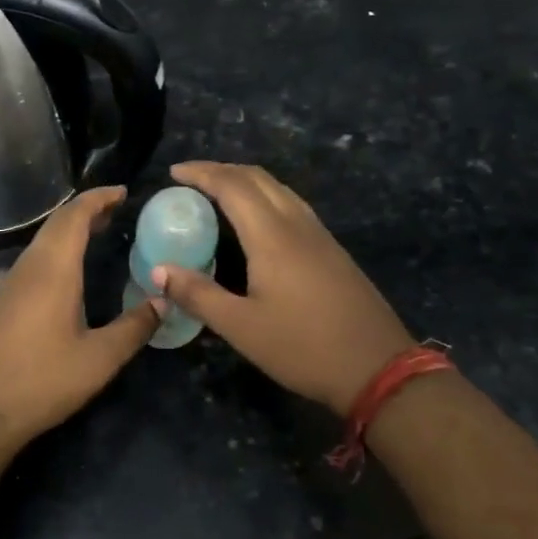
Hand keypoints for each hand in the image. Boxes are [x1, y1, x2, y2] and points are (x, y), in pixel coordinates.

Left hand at [0, 187, 159, 447]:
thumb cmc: (43, 381)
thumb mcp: (100, 359)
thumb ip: (135, 327)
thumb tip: (165, 301)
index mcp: (53, 270)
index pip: (75, 216)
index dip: (99, 198)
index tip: (123, 192)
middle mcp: (28, 267)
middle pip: (56, 224)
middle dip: (87, 210)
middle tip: (117, 210)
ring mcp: (9, 283)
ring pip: (42, 241)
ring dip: (69, 230)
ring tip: (99, 233)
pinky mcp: (1, 301)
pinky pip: (32, 259)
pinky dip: (56, 250)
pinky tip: (69, 271)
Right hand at [154, 161, 414, 413]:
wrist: (379, 368)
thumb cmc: (303, 348)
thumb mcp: (241, 327)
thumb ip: (198, 294)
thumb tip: (158, 270)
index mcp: (272, 237)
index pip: (232, 186)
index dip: (202, 173)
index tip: (174, 172)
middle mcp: (297, 225)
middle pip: (258, 178)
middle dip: (222, 170)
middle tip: (191, 179)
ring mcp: (320, 236)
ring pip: (279, 189)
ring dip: (245, 181)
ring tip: (218, 192)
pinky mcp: (332, 250)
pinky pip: (292, 205)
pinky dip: (264, 197)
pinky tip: (256, 221)